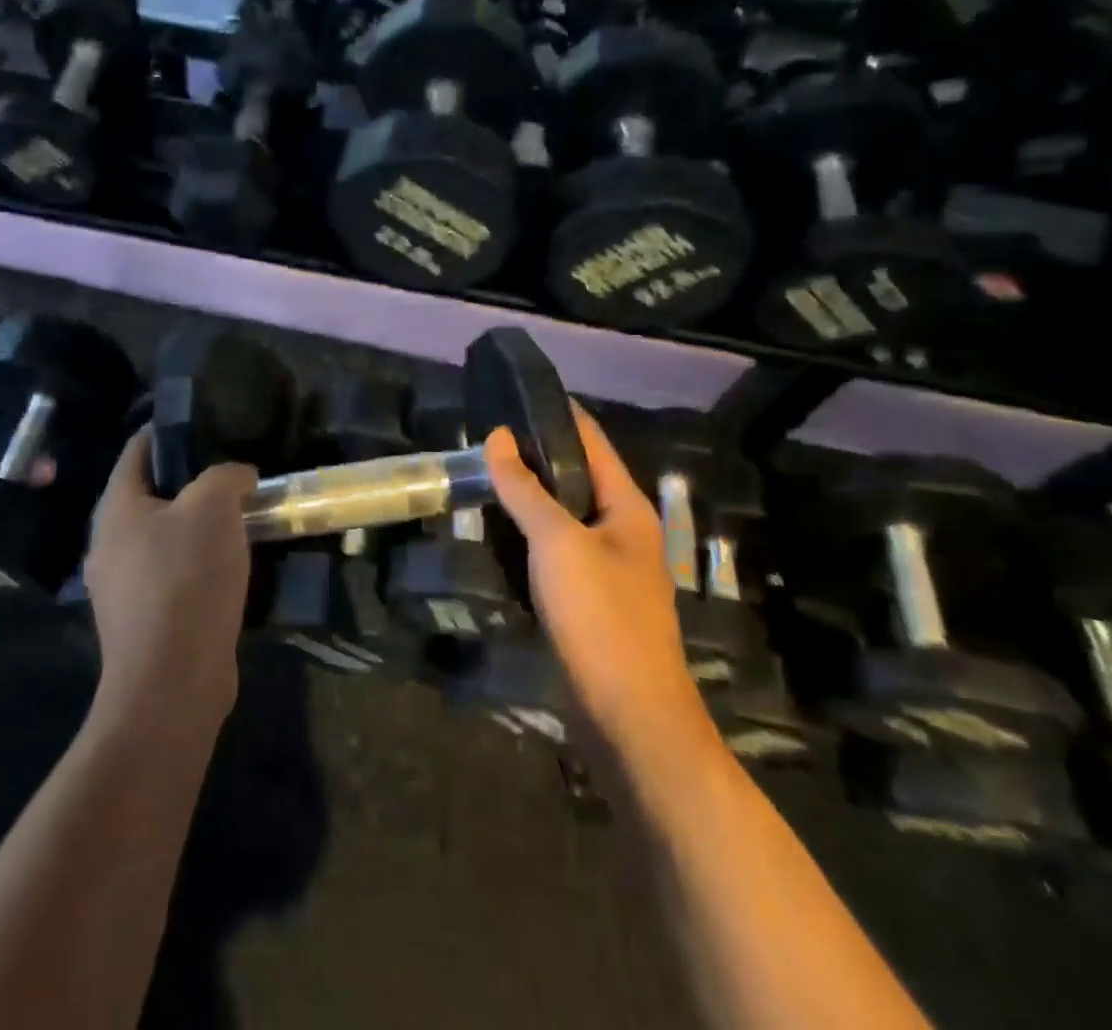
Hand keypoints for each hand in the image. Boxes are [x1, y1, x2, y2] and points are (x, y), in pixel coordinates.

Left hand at [85, 429, 255, 715]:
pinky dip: (201, 563)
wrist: (172, 683)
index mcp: (116, 509)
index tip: (208, 423)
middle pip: (152, 494)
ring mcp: (124, 587)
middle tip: (234, 473)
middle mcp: (110, 544)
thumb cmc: (185, 580)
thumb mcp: (213, 508)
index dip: (170, 431)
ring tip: (242, 516)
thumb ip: (226, 476)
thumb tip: (239, 475)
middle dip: (192, 481)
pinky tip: (234, 564)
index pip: (138, 450)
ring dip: (200, 526)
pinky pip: (174, 575)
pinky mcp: (145, 621)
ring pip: (165, 537)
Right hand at [485, 410, 711, 751]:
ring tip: (482, 474)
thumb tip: (497, 436)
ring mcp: (607, 567)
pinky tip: (496, 531)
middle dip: (533, 455)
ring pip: (562, 515)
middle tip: (483, 438)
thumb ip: (526, 489)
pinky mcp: (589, 599)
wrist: (629, 717)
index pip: (591, 440)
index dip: (556, 413)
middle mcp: (622, 530)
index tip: (512, 395)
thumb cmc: (601, 618)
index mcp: (627, 507)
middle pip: (576, 476)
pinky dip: (527, 535)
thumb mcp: (558, 543)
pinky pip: (554, 551)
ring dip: (527, 496)